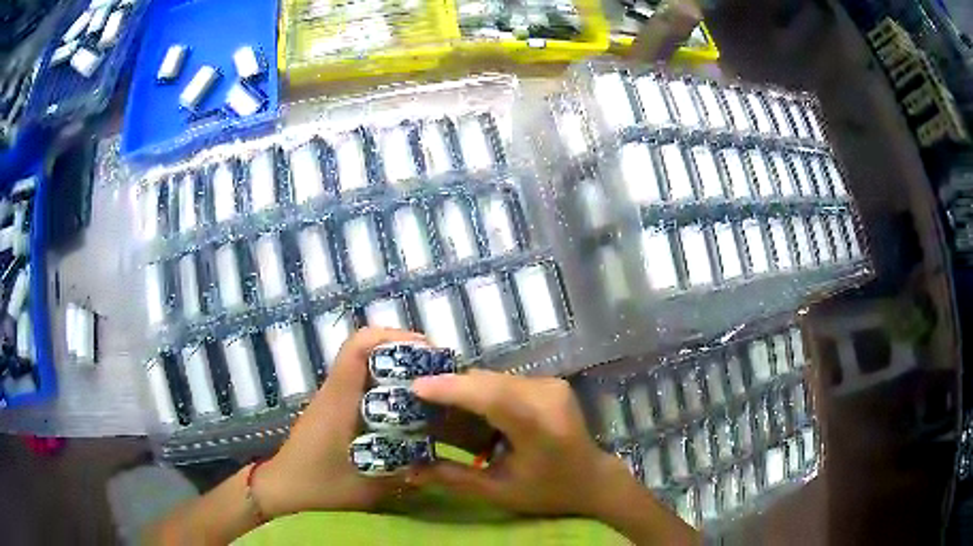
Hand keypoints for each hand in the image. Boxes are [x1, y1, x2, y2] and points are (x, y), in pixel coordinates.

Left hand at [253, 327, 426, 516]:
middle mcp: (336, 390)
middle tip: (438, 370)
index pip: (357, 348)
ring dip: (396, 364)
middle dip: (403, 350)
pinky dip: (386, 381)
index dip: (391, 338)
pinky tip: (406, 405)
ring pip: (364, 361)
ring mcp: (334, 395)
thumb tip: (444, 463)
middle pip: (365, 347)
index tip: (426, 351)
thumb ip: (403, 476)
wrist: (283, 485)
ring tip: (429, 383)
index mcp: (340, 400)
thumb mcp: (367, 488)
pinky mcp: (335, 405)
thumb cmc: (319, 484)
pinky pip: (362, 379)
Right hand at [410, 370, 627, 517]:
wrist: (592, 479)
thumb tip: (409, 471)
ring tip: (434, 404)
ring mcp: (550, 385)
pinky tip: (466, 407)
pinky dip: (481, 392)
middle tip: (415, 400)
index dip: (451, 389)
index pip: (491, 397)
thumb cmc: (548, 491)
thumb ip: (453, 479)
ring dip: (464, 390)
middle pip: (488, 382)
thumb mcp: (498, 492)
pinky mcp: (548, 383)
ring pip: (494, 379)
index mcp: (539, 425)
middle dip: (450, 388)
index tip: (415, 387)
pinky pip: (504, 382)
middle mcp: (547, 395)